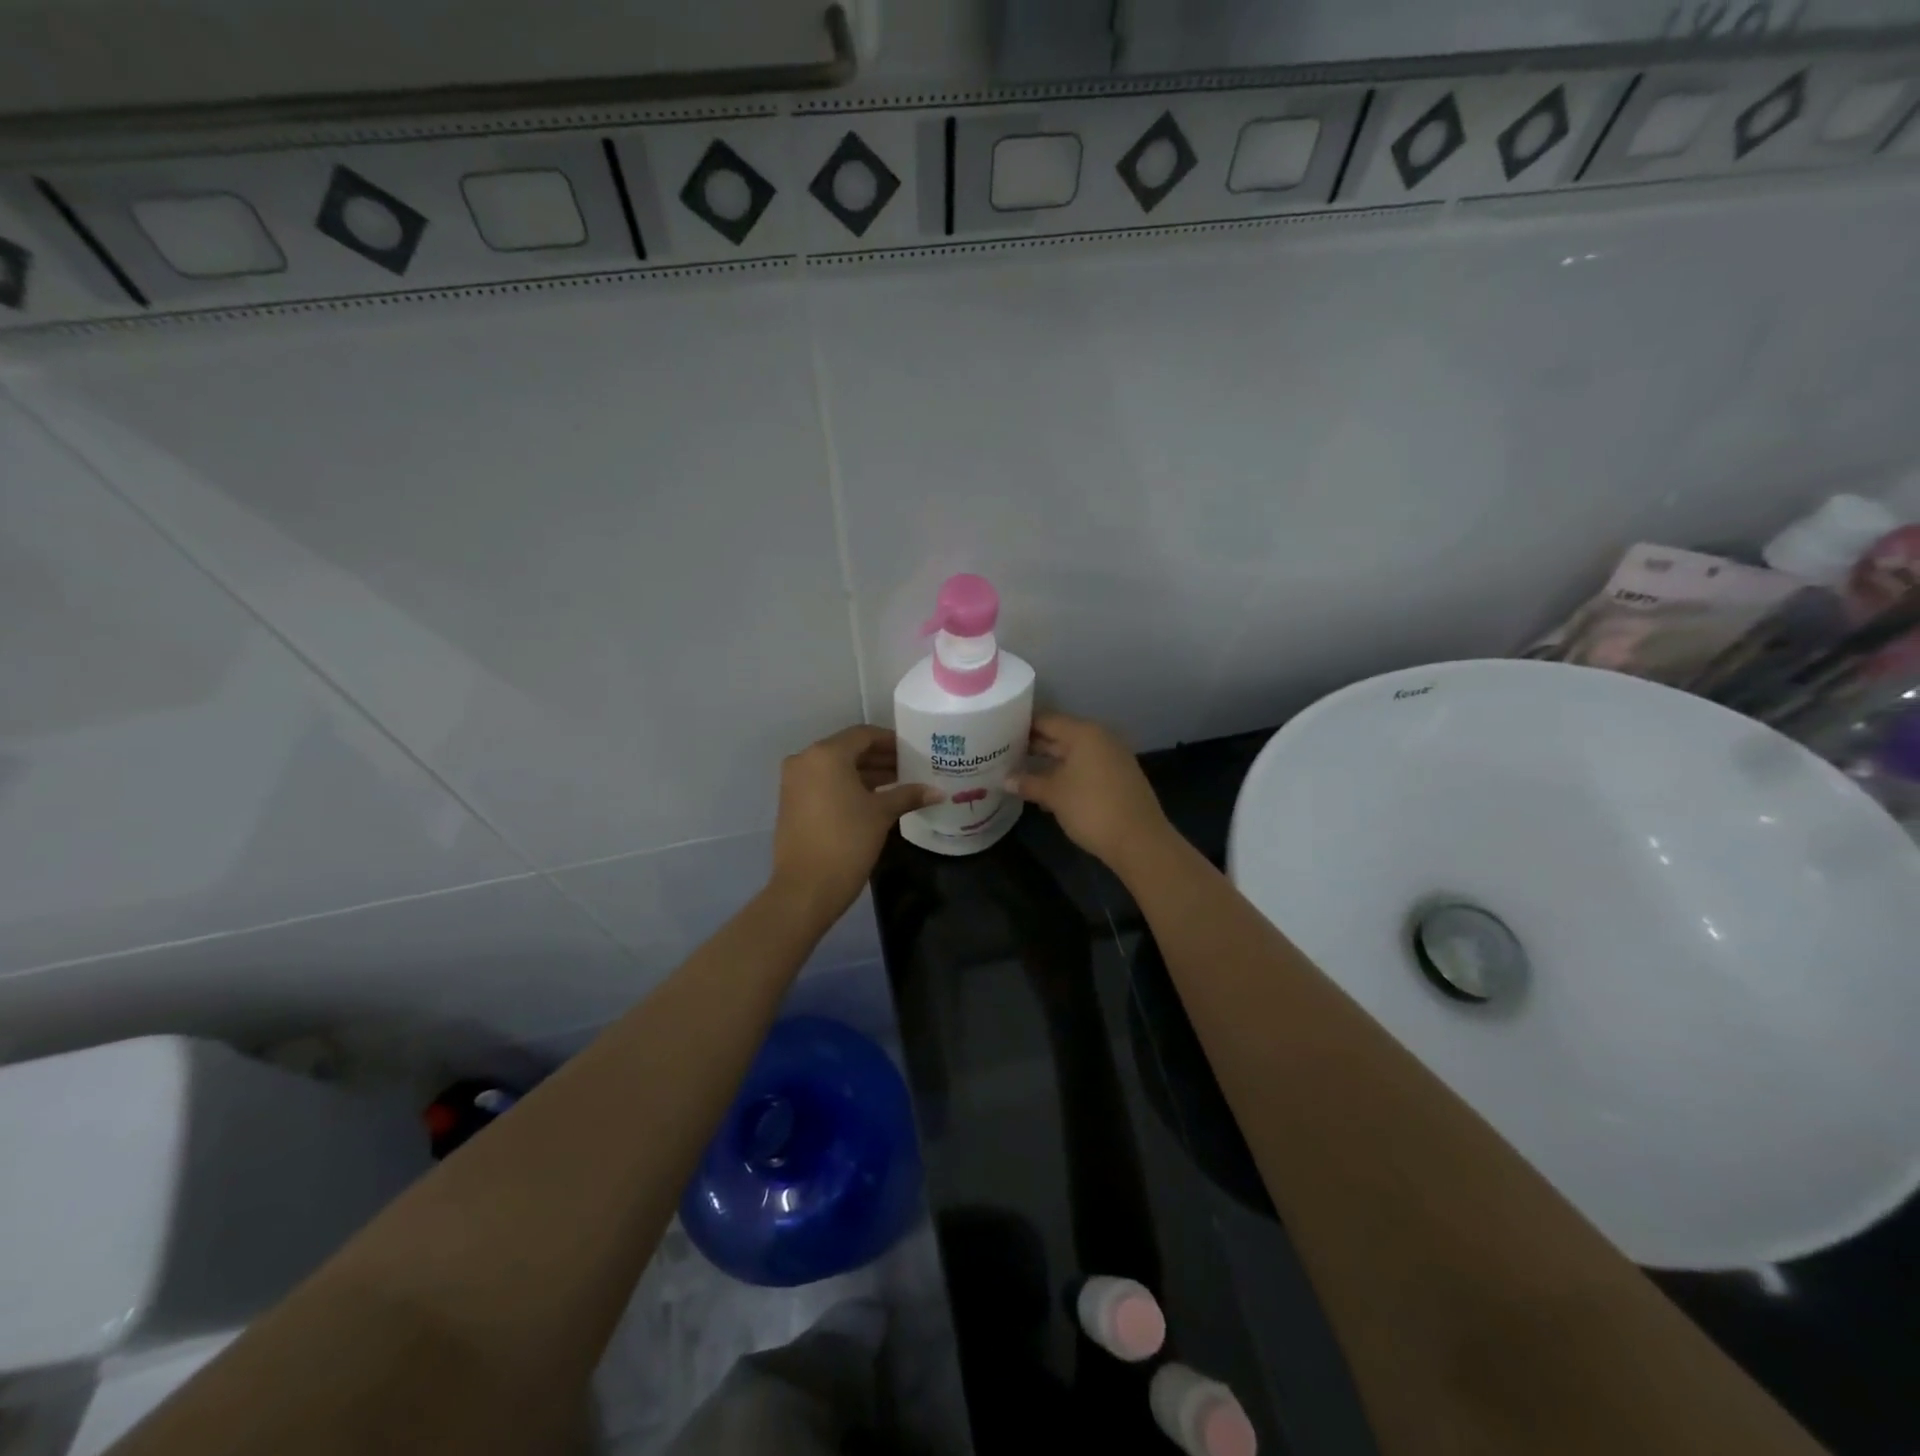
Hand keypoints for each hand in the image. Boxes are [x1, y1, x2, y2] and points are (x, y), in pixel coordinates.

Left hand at [770, 725, 938, 923]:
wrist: (806, 888)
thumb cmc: (847, 841)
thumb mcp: (881, 814)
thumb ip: (908, 795)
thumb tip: (938, 792)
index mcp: (826, 754)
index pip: (864, 735)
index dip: (891, 741)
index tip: (914, 750)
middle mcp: (805, 760)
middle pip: (849, 749)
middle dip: (880, 758)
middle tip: (910, 768)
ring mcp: (794, 782)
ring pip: (836, 768)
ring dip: (865, 773)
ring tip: (898, 784)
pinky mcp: (791, 802)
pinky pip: (824, 783)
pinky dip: (847, 786)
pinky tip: (874, 799)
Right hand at [1007, 713, 1173, 870]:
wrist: (1139, 840)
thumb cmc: (1091, 808)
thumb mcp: (1054, 795)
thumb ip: (1028, 783)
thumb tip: (1005, 779)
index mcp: (1084, 733)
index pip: (1046, 720)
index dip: (1021, 725)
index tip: (998, 731)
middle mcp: (1099, 738)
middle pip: (1060, 735)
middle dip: (1033, 744)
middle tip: (1003, 751)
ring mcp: (1111, 757)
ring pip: (1072, 753)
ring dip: (1048, 761)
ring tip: (1018, 769)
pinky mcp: (1117, 777)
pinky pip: (1085, 767)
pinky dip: (1065, 773)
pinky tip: (1046, 787)